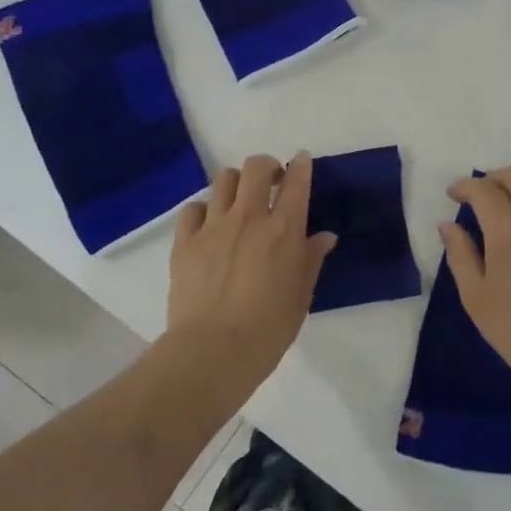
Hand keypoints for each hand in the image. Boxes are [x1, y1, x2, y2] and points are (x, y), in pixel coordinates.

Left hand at [167, 152, 336, 384]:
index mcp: (284, 230)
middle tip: (270, 182)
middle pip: (256, 167)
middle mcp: (249, 217)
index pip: (296, 182)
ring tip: (239, 201)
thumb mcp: (301, 294)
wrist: (215, 350)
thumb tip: (324, 236)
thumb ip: (311, 258)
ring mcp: (214, 226)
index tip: (301, 161)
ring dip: (236, 184)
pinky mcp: (185, 241)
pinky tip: (208, 226)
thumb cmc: (269, 327)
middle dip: (266, 166)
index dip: (300, 165)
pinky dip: (204, 210)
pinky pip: (193, 208)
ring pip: (224, 180)